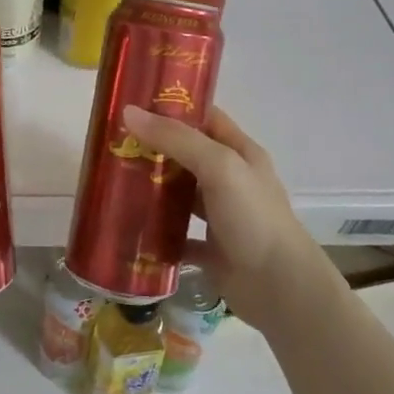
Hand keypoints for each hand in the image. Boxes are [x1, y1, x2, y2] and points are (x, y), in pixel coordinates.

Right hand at [121, 103, 329, 332]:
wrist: (280, 289)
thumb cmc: (253, 218)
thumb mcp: (218, 167)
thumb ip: (176, 139)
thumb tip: (129, 112)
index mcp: (241, 154)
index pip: (206, 118)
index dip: (174, 107)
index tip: (135, 103)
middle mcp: (232, 181)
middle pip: (188, 155)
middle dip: (154, 148)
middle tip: (114, 144)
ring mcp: (222, 217)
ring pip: (181, 195)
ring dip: (153, 189)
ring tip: (114, 181)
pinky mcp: (211, 250)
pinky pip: (177, 236)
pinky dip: (157, 233)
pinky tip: (130, 227)